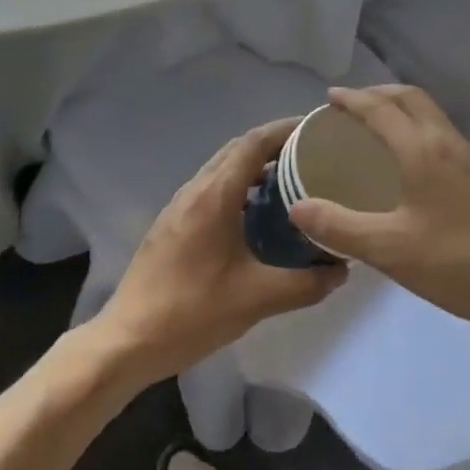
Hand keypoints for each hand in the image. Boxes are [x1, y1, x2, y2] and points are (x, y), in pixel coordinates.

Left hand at [97, 119, 347, 382]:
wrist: (128, 340)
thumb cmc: (192, 312)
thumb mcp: (258, 300)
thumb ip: (306, 284)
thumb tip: (341, 270)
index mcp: (215, 195)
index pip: (254, 142)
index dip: (286, 129)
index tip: (316, 129)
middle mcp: (195, 189)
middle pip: (238, 148)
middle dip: (275, 143)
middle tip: (312, 154)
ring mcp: (179, 205)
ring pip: (222, 168)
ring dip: (255, 164)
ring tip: (292, 179)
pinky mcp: (172, 223)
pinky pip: (211, 187)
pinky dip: (239, 184)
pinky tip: (257, 213)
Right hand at [288, 86, 469, 338]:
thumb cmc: (458, 263)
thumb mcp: (389, 249)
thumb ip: (340, 227)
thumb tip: (297, 207)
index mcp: (423, 150)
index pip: (382, 109)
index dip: (353, 100)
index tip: (329, 98)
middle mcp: (448, 144)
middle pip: (412, 99)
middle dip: (379, 94)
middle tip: (350, 107)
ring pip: (431, 117)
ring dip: (402, 110)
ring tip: (375, 130)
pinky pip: (442, 137)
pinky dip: (417, 131)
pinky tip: (409, 166)